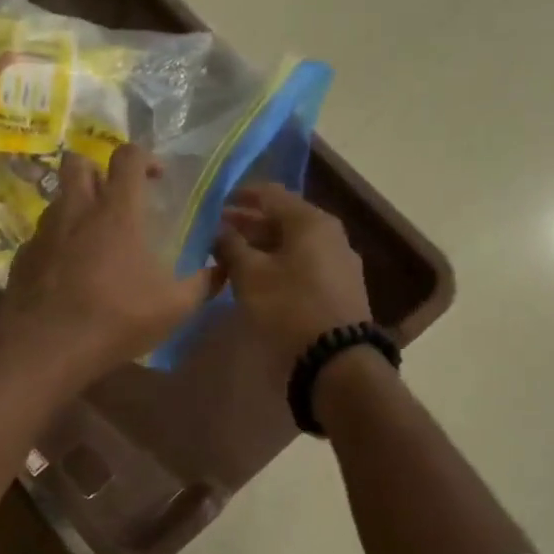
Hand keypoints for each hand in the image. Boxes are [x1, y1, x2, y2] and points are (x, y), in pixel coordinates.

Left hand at [1, 144, 216, 381]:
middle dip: (97, 170)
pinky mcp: (22, 256)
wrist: (48, 347)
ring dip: (75, 208)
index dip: (144, 158)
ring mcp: (44, 231)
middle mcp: (76, 210)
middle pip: (77, 162)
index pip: (127, 157)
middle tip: (114, 198)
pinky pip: (41, 237)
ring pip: (57, 199)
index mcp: (116, 211)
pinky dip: (56, 244)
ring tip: (91, 239)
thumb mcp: (174, 307)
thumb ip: (203, 283)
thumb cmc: (117, 318)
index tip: (156, 178)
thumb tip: (221, 268)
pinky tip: (67, 272)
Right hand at [214, 183, 372, 367]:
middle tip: (216, 233)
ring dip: (261, 245)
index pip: (270, 193)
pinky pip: (303, 262)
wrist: (337, 359)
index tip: (214, 204)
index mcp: (310, 221)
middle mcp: (330, 233)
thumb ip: (231, 246)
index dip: (239, 196)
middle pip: (282, 218)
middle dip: (247, 224)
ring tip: (231, 257)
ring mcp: (339, 260)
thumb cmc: (289, 308)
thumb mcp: (250, 275)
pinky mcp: (340, 286)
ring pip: (292, 242)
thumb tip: (218, 229)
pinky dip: (278, 262)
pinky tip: (259, 277)